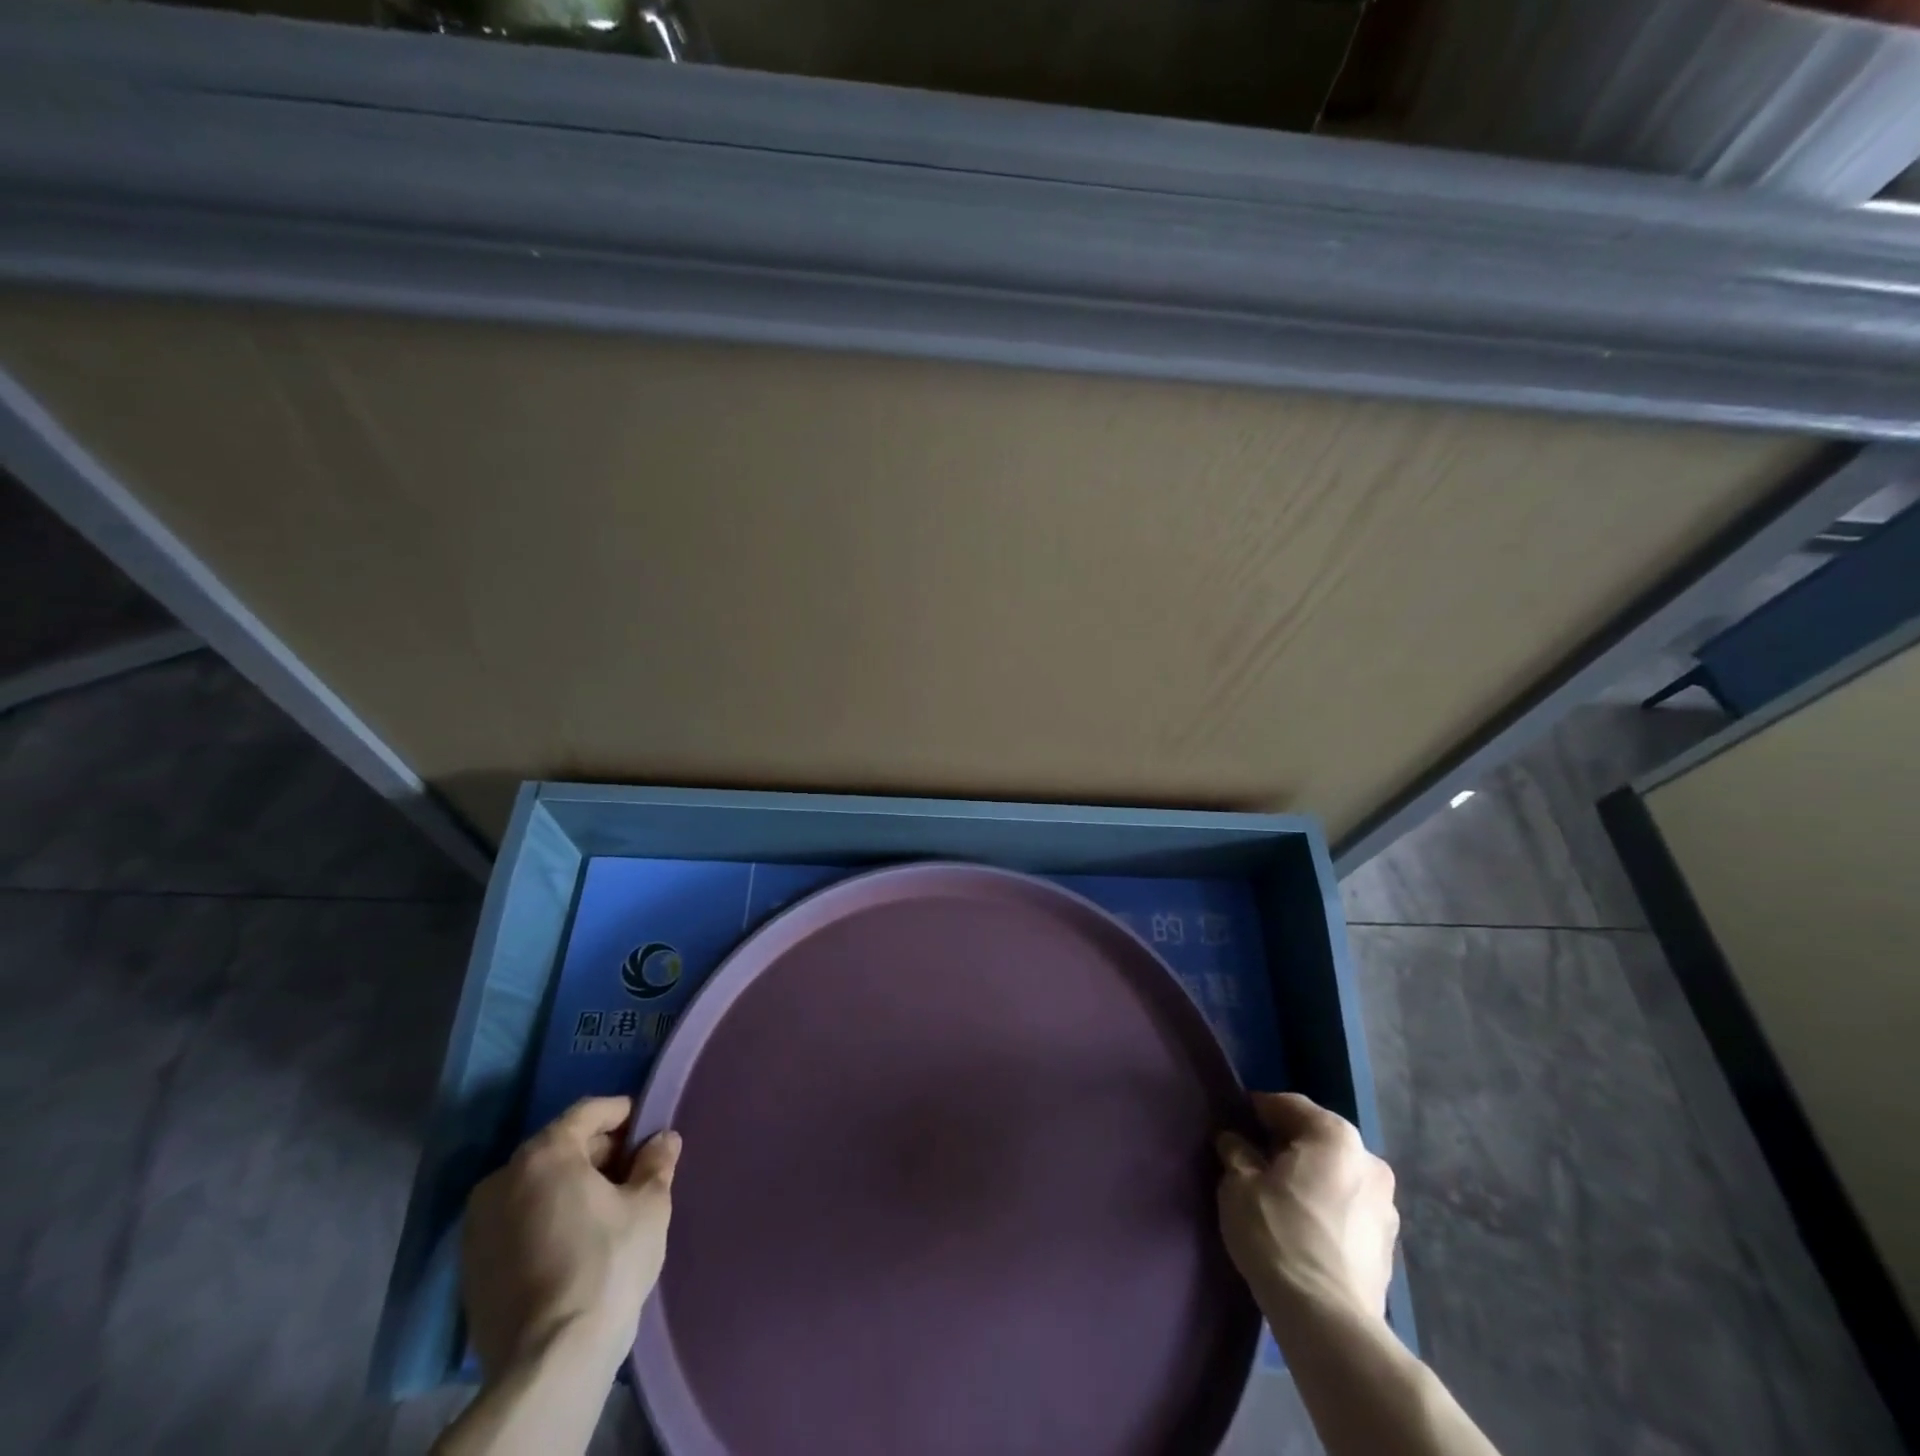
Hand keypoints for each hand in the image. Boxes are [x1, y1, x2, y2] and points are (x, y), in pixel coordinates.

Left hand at [460, 1096, 680, 1382]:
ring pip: (535, 1186)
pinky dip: (545, 1218)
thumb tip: (663, 1138)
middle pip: (559, 1146)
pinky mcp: (470, 1268)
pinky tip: (574, 1241)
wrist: (550, 1361)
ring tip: (606, 1208)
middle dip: (597, 1152)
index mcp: (544, 1154)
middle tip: (633, 1171)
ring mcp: (478, 1226)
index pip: (588, 1112)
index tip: (648, 1128)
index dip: (623, 1113)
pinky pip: (516, 1221)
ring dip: (569, 1186)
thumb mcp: (649, 1204)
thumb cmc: (607, 1263)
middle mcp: (501, 1179)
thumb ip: (656, 1162)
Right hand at [1215, 1092, 1397, 1335]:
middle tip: (1253, 1161)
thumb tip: (1234, 1141)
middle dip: (1286, 1145)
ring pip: (1336, 1175)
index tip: (1235, 1125)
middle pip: (1317, 1139)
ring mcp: (1386, 1206)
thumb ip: (1237, 1152)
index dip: (1257, 1111)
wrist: (1327, 1320)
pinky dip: (1326, 1208)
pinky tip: (1302, 1227)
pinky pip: (1348, 1208)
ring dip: (1309, 1178)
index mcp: (1335, 1136)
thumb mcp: (1239, 1184)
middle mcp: (1370, 1161)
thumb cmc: (1278, 1234)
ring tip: (1278, 1198)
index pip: (1289, 1105)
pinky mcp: (1389, 1246)